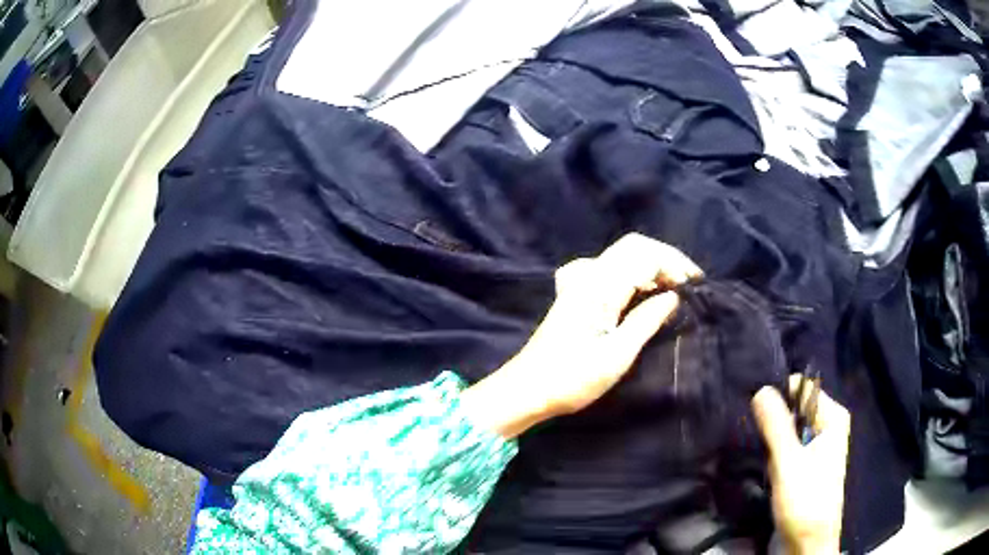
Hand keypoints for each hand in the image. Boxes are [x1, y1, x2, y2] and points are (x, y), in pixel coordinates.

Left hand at [459, 233, 702, 437]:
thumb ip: (646, 320)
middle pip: (633, 247)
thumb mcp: (617, 356)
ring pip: (622, 256)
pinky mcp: (574, 293)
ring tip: (673, 287)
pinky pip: (609, 269)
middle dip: (665, 259)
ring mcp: (577, 282)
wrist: (527, 389)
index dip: (674, 263)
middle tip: (689, 283)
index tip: (696, 285)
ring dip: (650, 265)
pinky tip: (640, 291)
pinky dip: (632, 273)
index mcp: (599, 286)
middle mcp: (587, 275)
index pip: (643, 254)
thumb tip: (672, 296)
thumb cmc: (572, 379)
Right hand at [752, 376, 850, 554]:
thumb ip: (776, 425)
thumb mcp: (788, 463)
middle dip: (774, 422)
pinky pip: (788, 446)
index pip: (801, 388)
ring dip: (772, 440)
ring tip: (758, 454)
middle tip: (755, 438)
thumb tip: (761, 388)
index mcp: (833, 417)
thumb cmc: (805, 501)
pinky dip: (775, 453)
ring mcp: (818, 446)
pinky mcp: (807, 464)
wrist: (807, 543)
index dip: (778, 397)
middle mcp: (828, 426)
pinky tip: (765, 466)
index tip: (755, 414)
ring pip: (789, 429)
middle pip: (795, 408)